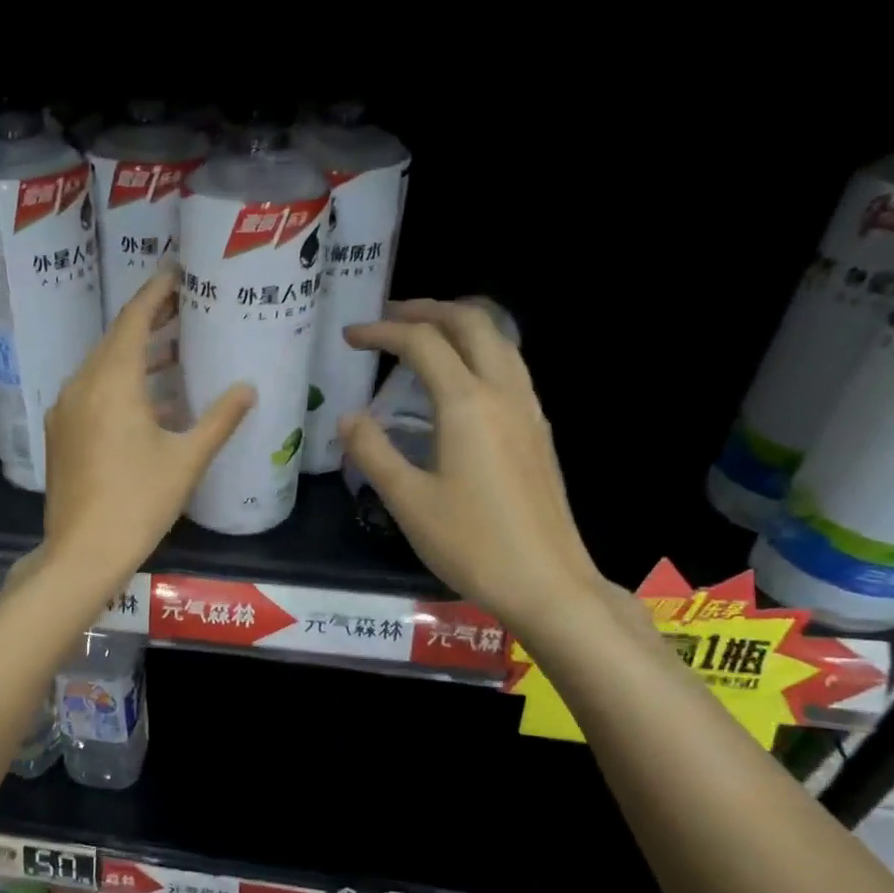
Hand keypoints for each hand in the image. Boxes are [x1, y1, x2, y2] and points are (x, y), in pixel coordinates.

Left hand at [44, 268, 253, 587]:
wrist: (83, 551)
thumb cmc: (139, 502)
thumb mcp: (187, 459)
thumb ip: (220, 419)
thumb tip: (248, 389)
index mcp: (111, 381)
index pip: (134, 320)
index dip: (156, 293)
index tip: (177, 273)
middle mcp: (81, 386)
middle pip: (115, 340)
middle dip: (149, 322)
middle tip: (184, 309)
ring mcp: (65, 411)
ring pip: (101, 369)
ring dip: (135, 358)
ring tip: (173, 354)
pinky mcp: (60, 435)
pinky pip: (91, 395)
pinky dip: (120, 387)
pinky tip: (149, 405)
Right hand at [338, 298, 604, 634]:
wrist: (546, 582)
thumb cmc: (470, 543)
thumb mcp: (407, 501)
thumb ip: (373, 452)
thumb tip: (348, 417)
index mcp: (467, 404)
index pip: (422, 344)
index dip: (382, 332)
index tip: (350, 337)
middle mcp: (503, 393)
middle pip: (472, 323)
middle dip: (427, 310)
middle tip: (389, 317)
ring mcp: (528, 410)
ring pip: (499, 341)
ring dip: (459, 326)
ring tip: (424, 337)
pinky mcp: (538, 432)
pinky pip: (510, 368)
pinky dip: (479, 353)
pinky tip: (459, 382)